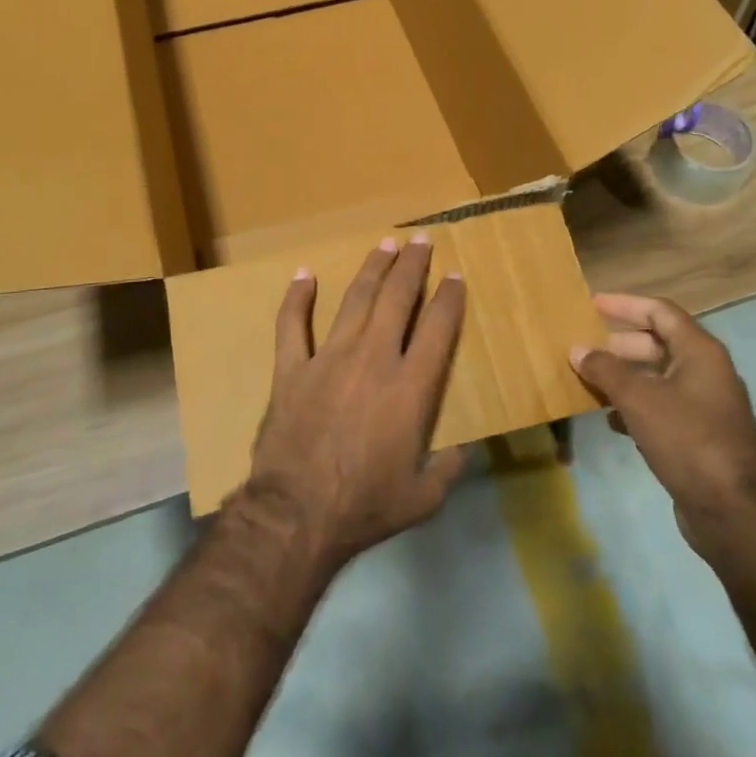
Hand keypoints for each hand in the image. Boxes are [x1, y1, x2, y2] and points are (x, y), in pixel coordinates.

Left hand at [242, 235, 466, 568]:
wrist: (296, 516)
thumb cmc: (364, 507)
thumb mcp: (423, 498)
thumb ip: (448, 468)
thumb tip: (463, 449)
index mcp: (410, 387)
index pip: (437, 328)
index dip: (449, 298)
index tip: (455, 276)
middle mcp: (373, 359)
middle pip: (396, 299)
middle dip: (412, 265)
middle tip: (421, 240)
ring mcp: (328, 359)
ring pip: (355, 300)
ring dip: (372, 269)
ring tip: (384, 244)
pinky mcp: (291, 370)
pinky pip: (291, 325)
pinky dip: (297, 298)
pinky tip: (303, 274)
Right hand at [570, 294, 755, 562]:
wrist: (733, 511)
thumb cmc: (687, 439)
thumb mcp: (639, 399)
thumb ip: (606, 370)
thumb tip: (578, 349)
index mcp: (699, 352)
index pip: (659, 312)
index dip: (625, 305)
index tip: (592, 304)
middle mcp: (706, 372)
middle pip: (658, 344)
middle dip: (620, 345)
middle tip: (585, 348)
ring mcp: (705, 405)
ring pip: (657, 378)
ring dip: (624, 378)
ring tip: (589, 382)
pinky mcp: (699, 436)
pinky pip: (662, 407)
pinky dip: (635, 407)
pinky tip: (611, 421)